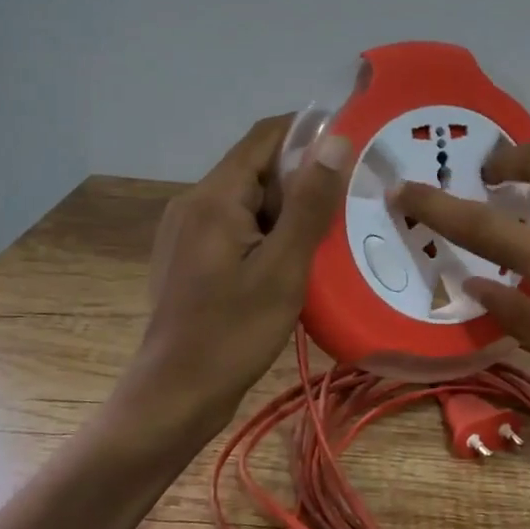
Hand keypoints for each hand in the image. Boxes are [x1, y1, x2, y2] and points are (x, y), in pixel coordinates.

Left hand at [123, 115, 351, 438]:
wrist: (175, 395)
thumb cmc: (233, 333)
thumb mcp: (283, 268)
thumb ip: (309, 202)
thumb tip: (335, 140)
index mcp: (215, 197)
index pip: (266, 136)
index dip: (310, 133)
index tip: (354, 149)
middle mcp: (195, 202)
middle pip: (257, 168)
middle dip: (303, 180)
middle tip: (348, 207)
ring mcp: (187, 230)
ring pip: (249, 200)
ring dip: (288, 210)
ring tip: (328, 238)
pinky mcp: (189, 256)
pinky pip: (236, 226)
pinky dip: (268, 232)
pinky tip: (293, 262)